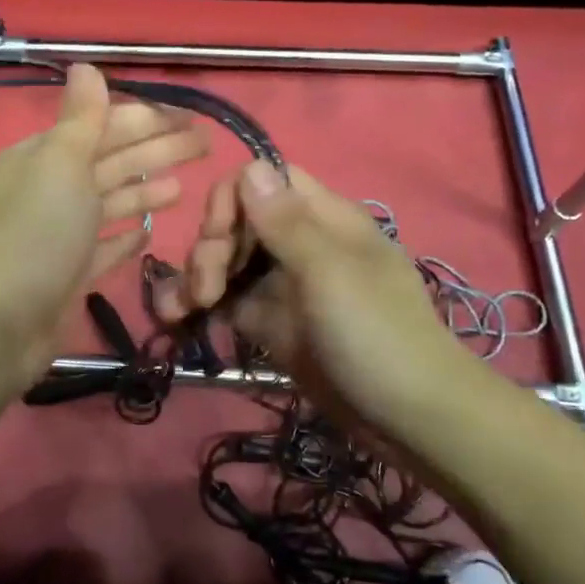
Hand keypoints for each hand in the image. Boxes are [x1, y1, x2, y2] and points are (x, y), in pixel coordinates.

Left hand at [0, 64, 208, 384]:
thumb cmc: (34, 233)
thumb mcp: (58, 163)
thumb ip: (80, 119)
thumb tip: (85, 66)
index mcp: (41, 158)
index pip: (101, 127)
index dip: (147, 119)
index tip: (190, 118)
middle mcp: (47, 192)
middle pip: (111, 163)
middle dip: (157, 151)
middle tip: (207, 144)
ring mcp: (58, 237)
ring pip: (108, 204)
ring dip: (144, 190)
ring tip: (185, 186)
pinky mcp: (67, 276)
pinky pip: (102, 250)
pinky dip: (123, 238)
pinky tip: (148, 231)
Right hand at [154, 162, 477, 427]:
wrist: (409, 419)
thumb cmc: (376, 335)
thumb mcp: (330, 273)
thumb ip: (286, 223)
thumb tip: (251, 164)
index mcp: (322, 219)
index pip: (264, 182)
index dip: (232, 200)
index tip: (219, 238)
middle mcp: (300, 243)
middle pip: (237, 222)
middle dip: (210, 248)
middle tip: (205, 290)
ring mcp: (283, 285)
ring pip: (226, 261)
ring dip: (195, 277)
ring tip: (175, 311)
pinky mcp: (270, 322)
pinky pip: (227, 301)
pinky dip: (199, 306)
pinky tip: (175, 319)